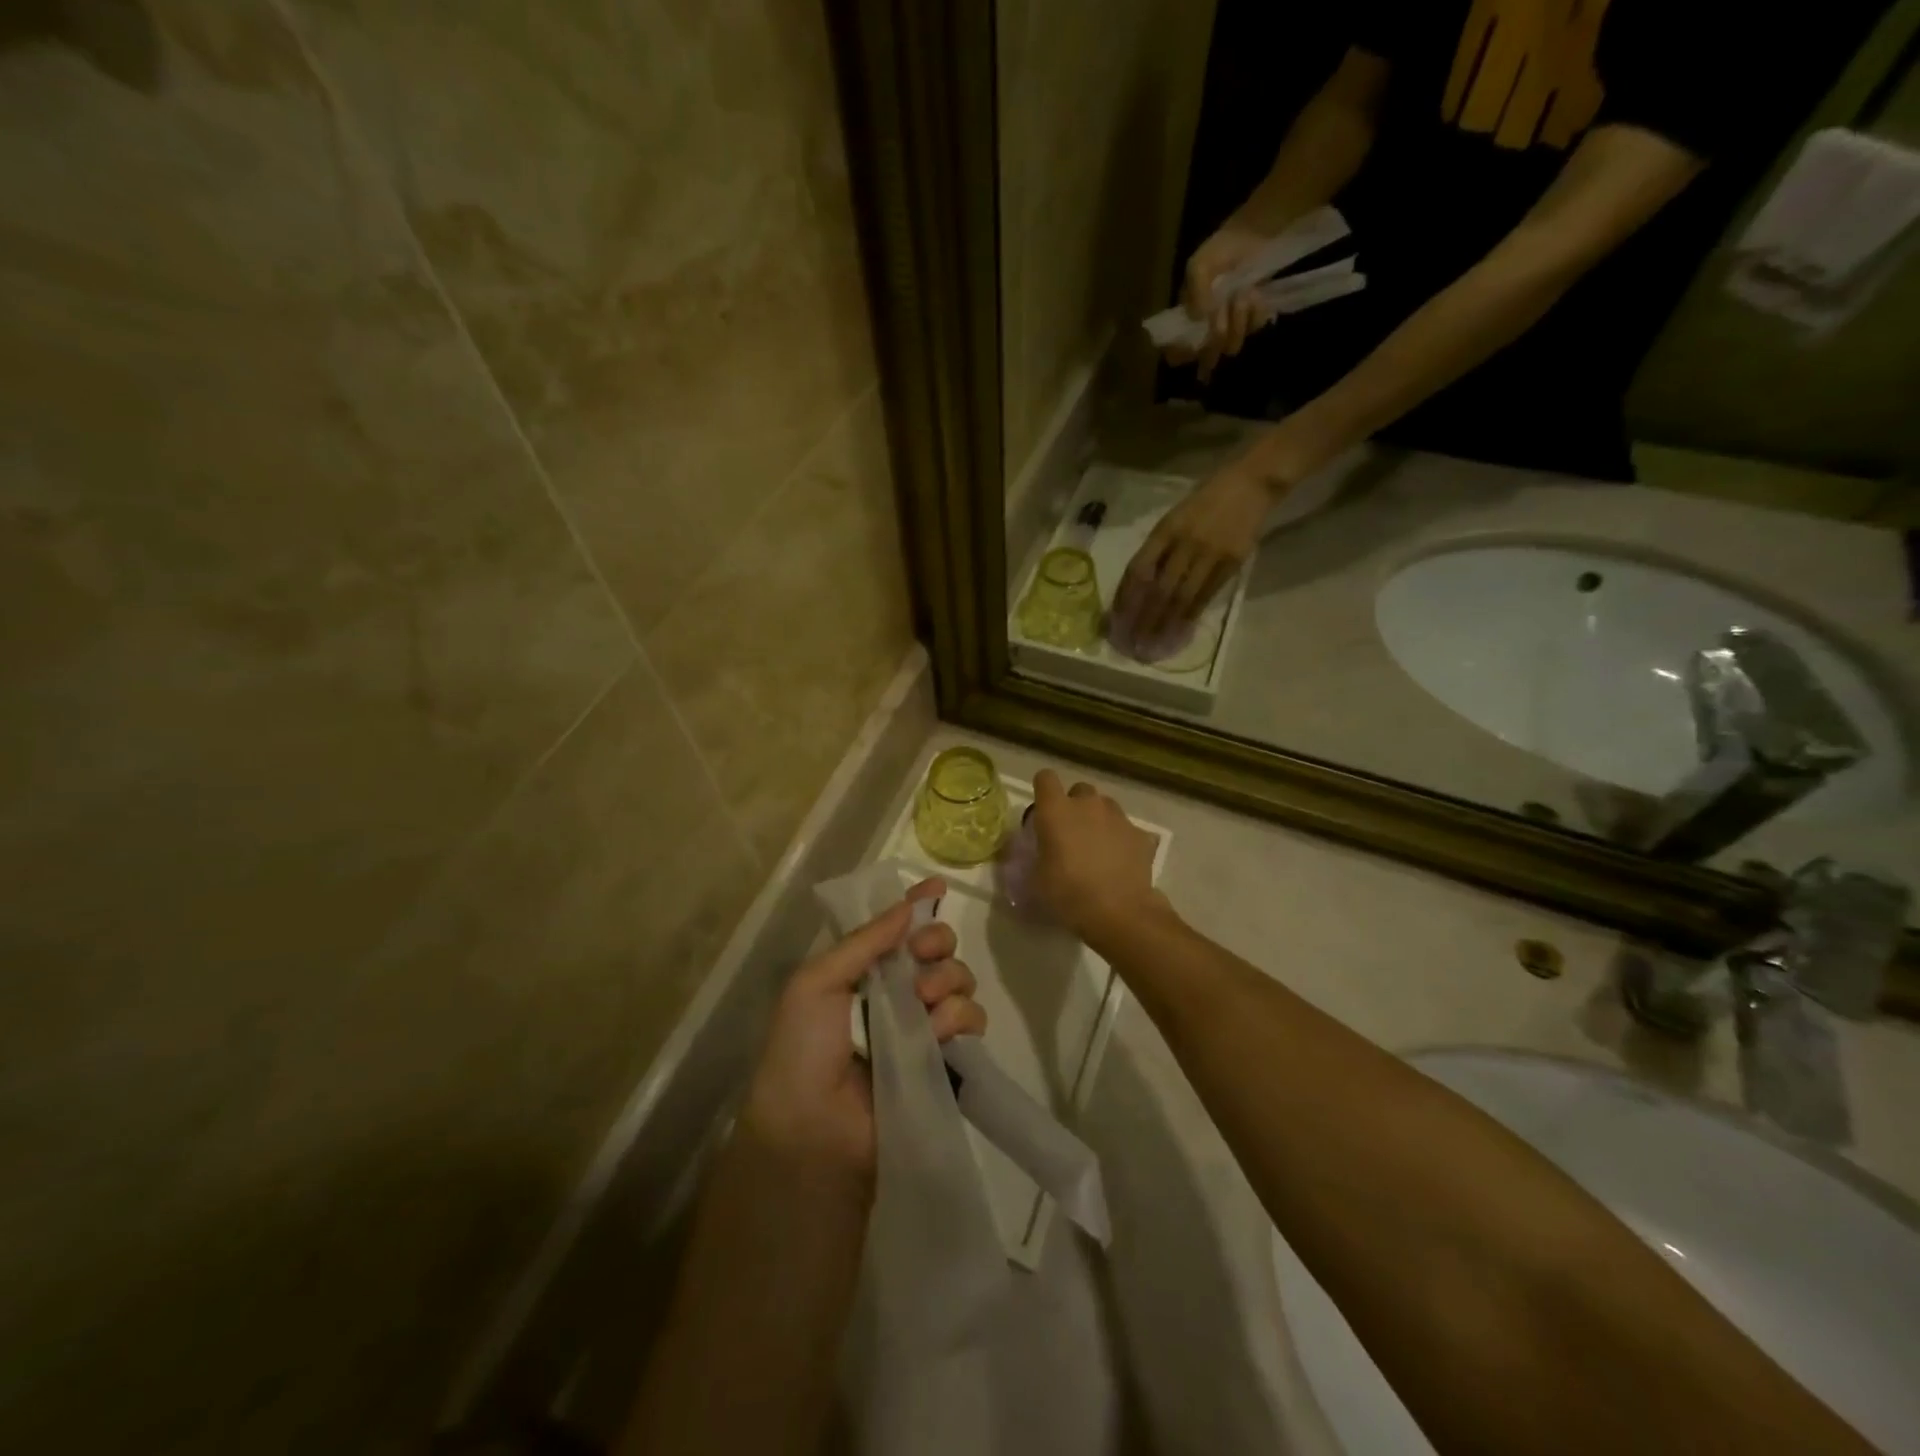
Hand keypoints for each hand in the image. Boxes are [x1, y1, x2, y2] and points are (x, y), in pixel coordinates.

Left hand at [740, 877, 984, 1182]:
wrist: (812, 1130)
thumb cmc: (803, 1048)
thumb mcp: (816, 983)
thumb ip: (865, 941)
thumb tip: (910, 905)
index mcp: (863, 971)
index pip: (899, 929)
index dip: (920, 906)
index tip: (938, 889)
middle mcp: (897, 993)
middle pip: (938, 948)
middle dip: (937, 941)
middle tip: (923, 955)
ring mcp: (924, 1027)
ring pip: (960, 980)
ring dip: (948, 979)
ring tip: (925, 1001)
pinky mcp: (945, 1060)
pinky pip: (971, 1021)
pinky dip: (960, 1017)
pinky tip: (938, 1030)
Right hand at [1030, 770, 1166, 941]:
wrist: (1119, 912)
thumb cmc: (1068, 894)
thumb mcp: (1037, 878)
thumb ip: (1037, 855)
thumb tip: (1041, 852)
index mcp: (1056, 811)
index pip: (1045, 778)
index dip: (1043, 790)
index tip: (1043, 810)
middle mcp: (1087, 804)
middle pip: (1079, 790)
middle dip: (1075, 806)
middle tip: (1071, 834)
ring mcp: (1118, 817)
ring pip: (1105, 806)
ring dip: (1099, 820)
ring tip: (1097, 848)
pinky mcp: (1140, 834)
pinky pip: (1126, 829)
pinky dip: (1121, 840)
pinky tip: (1120, 863)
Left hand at [1117, 459, 1273, 640]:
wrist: (1251, 483)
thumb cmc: (1206, 501)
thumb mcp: (1174, 517)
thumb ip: (1158, 549)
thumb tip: (1140, 585)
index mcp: (1165, 530)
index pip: (1138, 569)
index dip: (1126, 596)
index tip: (1118, 618)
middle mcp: (1185, 543)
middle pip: (1159, 589)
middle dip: (1144, 618)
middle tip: (1134, 641)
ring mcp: (1210, 554)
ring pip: (1182, 596)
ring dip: (1166, 622)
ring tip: (1154, 642)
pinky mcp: (1232, 563)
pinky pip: (1207, 595)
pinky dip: (1191, 614)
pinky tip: (1181, 629)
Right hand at [1164, 222, 1273, 382]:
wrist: (1255, 234)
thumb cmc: (1221, 250)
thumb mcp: (1199, 266)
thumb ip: (1195, 292)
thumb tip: (1198, 318)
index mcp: (1186, 319)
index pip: (1176, 353)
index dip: (1183, 354)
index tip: (1195, 343)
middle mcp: (1205, 329)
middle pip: (1207, 355)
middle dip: (1217, 335)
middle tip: (1223, 310)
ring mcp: (1230, 327)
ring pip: (1231, 346)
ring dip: (1239, 320)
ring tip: (1244, 293)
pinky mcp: (1251, 321)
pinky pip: (1253, 330)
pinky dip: (1256, 313)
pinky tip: (1256, 294)